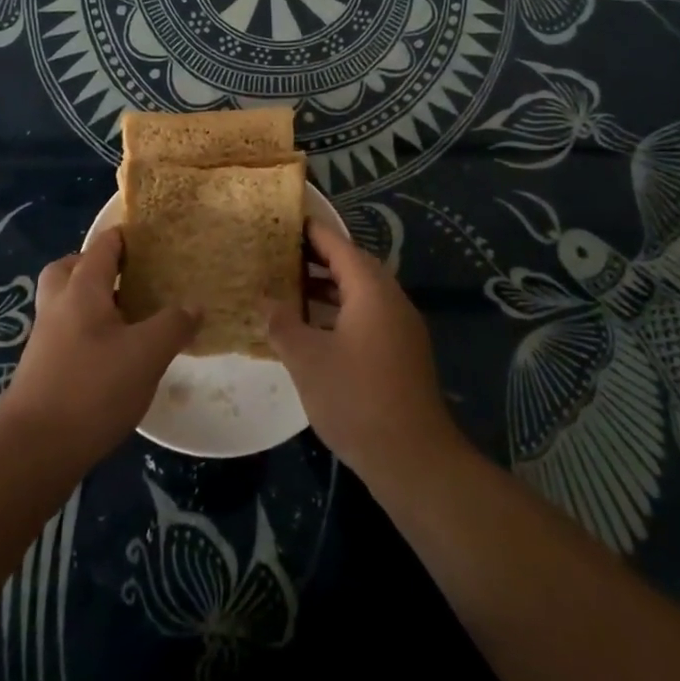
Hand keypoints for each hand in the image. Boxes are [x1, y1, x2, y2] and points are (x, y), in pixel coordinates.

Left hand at [0, 228, 198, 468]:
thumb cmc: (92, 389)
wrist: (33, 450)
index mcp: (82, 288)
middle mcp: (58, 304)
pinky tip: (113, 356)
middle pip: (71, 268)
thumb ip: (173, 325)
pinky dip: (87, 331)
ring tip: (128, 317)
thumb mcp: (147, 354)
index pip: (103, 246)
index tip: (154, 240)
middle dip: (98, 266)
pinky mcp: (41, 368)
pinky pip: (65, 331)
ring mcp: (45, 337)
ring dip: (92, 301)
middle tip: (129, 278)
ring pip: (66, 301)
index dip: (127, 237)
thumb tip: (195, 305)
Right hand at [265, 220, 462, 485]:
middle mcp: (391, 299)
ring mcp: (401, 327)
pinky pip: (369, 316)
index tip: (286, 221)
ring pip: (362, 293)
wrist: (414, 458)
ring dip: (329, 287)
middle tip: (282, 254)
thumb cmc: (355, 398)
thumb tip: (265, 301)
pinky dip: (342, 311)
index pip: (338, 245)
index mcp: (371, 289)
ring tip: (292, 288)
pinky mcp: (403, 353)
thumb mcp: (307, 359)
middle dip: (318, 258)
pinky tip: (316, 329)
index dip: (311, 232)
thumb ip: (282, 324)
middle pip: (353, 265)